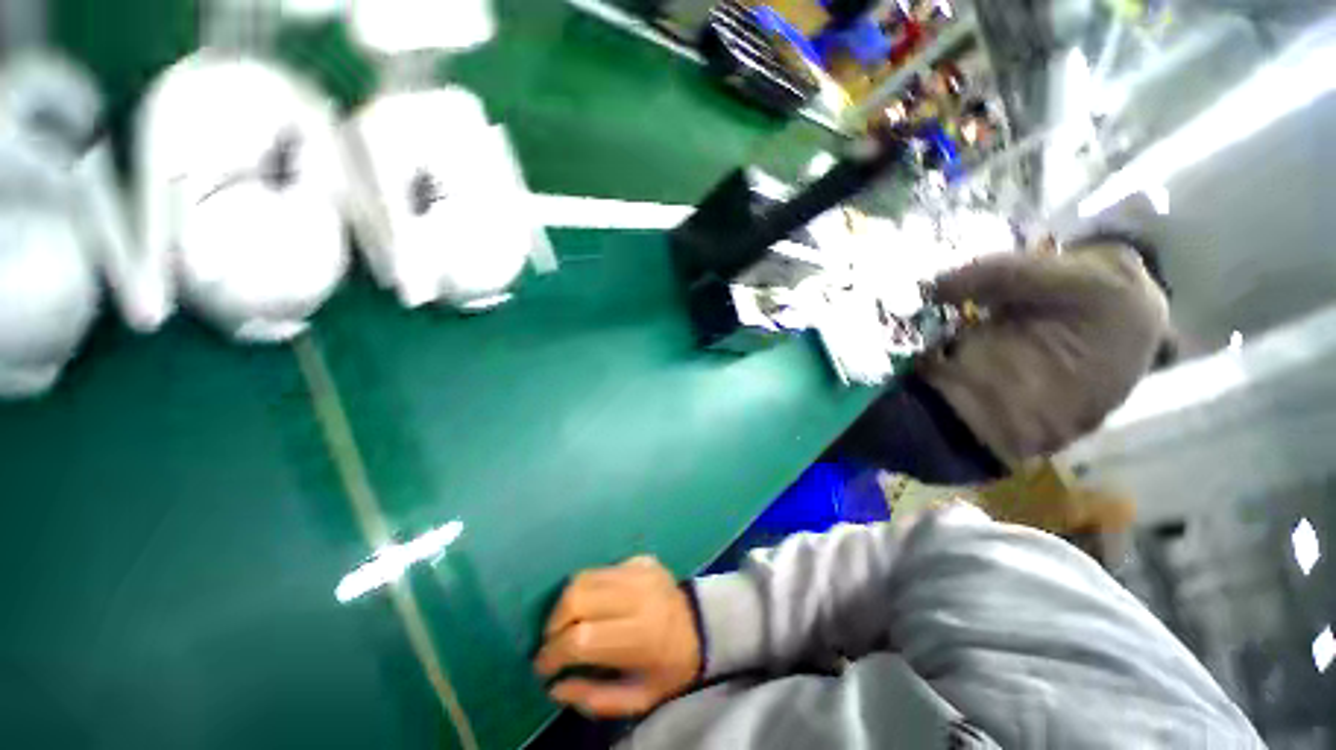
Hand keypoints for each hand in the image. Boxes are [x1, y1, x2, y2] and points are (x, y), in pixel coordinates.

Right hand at [534, 556, 701, 717]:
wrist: (701, 625)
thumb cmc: (669, 668)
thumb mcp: (638, 698)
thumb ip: (594, 697)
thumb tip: (554, 686)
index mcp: (641, 636)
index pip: (582, 638)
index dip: (554, 653)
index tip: (542, 668)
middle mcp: (638, 595)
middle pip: (577, 597)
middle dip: (553, 623)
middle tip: (551, 644)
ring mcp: (640, 570)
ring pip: (584, 577)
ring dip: (565, 603)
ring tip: (564, 624)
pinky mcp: (640, 558)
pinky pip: (600, 569)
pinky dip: (586, 588)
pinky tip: (589, 606)